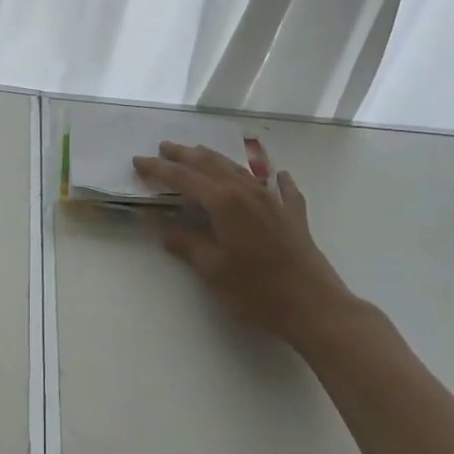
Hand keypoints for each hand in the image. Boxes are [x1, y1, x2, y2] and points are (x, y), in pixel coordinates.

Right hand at [133, 143, 359, 348]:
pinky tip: (278, 175)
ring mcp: (272, 199)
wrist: (314, 306)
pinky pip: (281, 188)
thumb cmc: (258, 291)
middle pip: (210, 163)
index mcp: (223, 201)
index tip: (139, 161)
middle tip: (164, 147)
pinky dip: (275, 179)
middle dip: (184, 154)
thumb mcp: (214, 270)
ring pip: (238, 169)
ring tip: (199, 154)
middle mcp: (246, 190)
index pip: (183, 178)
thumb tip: (162, 226)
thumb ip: (187, 243)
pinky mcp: (292, 213)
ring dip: (216, 160)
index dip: (159, 169)